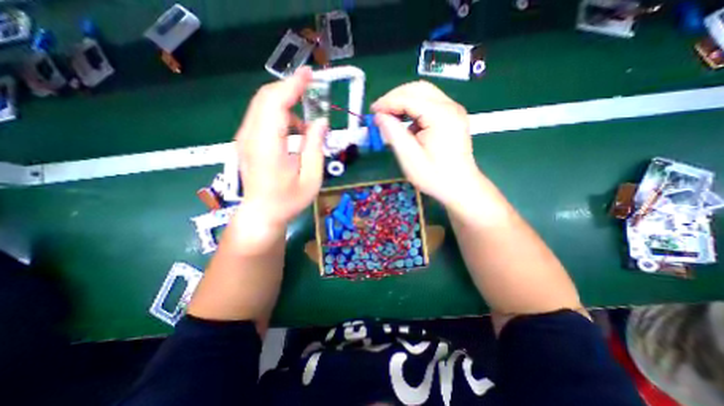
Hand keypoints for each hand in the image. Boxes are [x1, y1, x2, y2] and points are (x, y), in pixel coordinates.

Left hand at [235, 65, 328, 225]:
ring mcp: (245, 138)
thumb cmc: (289, 200)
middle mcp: (251, 136)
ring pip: (262, 105)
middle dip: (289, 88)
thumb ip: (315, 147)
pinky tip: (294, 132)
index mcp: (268, 146)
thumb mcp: (311, 177)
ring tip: (306, 123)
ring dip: (286, 104)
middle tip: (311, 89)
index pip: (276, 103)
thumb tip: (320, 122)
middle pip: (266, 98)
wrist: (262, 213)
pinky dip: (280, 115)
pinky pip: (262, 117)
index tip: (310, 75)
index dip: (293, 85)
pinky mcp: (247, 141)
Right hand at [372, 79, 479, 205]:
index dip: (387, 102)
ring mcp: (454, 111)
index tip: (372, 111)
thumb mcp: (409, 158)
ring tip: (390, 117)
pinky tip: (407, 124)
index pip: (409, 98)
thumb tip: (380, 116)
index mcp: (441, 115)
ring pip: (424, 94)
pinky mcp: (452, 117)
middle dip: (395, 97)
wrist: (460, 187)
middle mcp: (450, 107)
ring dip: (404, 102)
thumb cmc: (435, 176)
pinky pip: (430, 104)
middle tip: (380, 112)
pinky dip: (414, 109)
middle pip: (418, 89)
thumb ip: (393, 133)